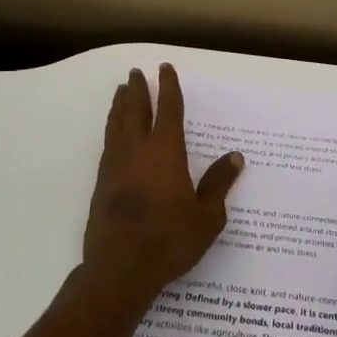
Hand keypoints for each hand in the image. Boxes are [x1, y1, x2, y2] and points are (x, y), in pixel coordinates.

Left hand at [82, 64, 243, 311]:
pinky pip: (108, 144)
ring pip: (117, 125)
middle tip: (136, 72)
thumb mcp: (207, 216)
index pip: (169, 109)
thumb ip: (218, 184)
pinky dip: (111, 128)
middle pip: (136, 110)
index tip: (164, 68)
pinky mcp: (102, 183)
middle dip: (138, 89)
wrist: (120, 269)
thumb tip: (234, 157)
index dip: (168, 87)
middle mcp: (138, 150)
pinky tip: (113, 133)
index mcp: (166, 152)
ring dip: (120, 105)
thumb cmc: (170, 240)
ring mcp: (116, 165)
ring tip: (121, 92)